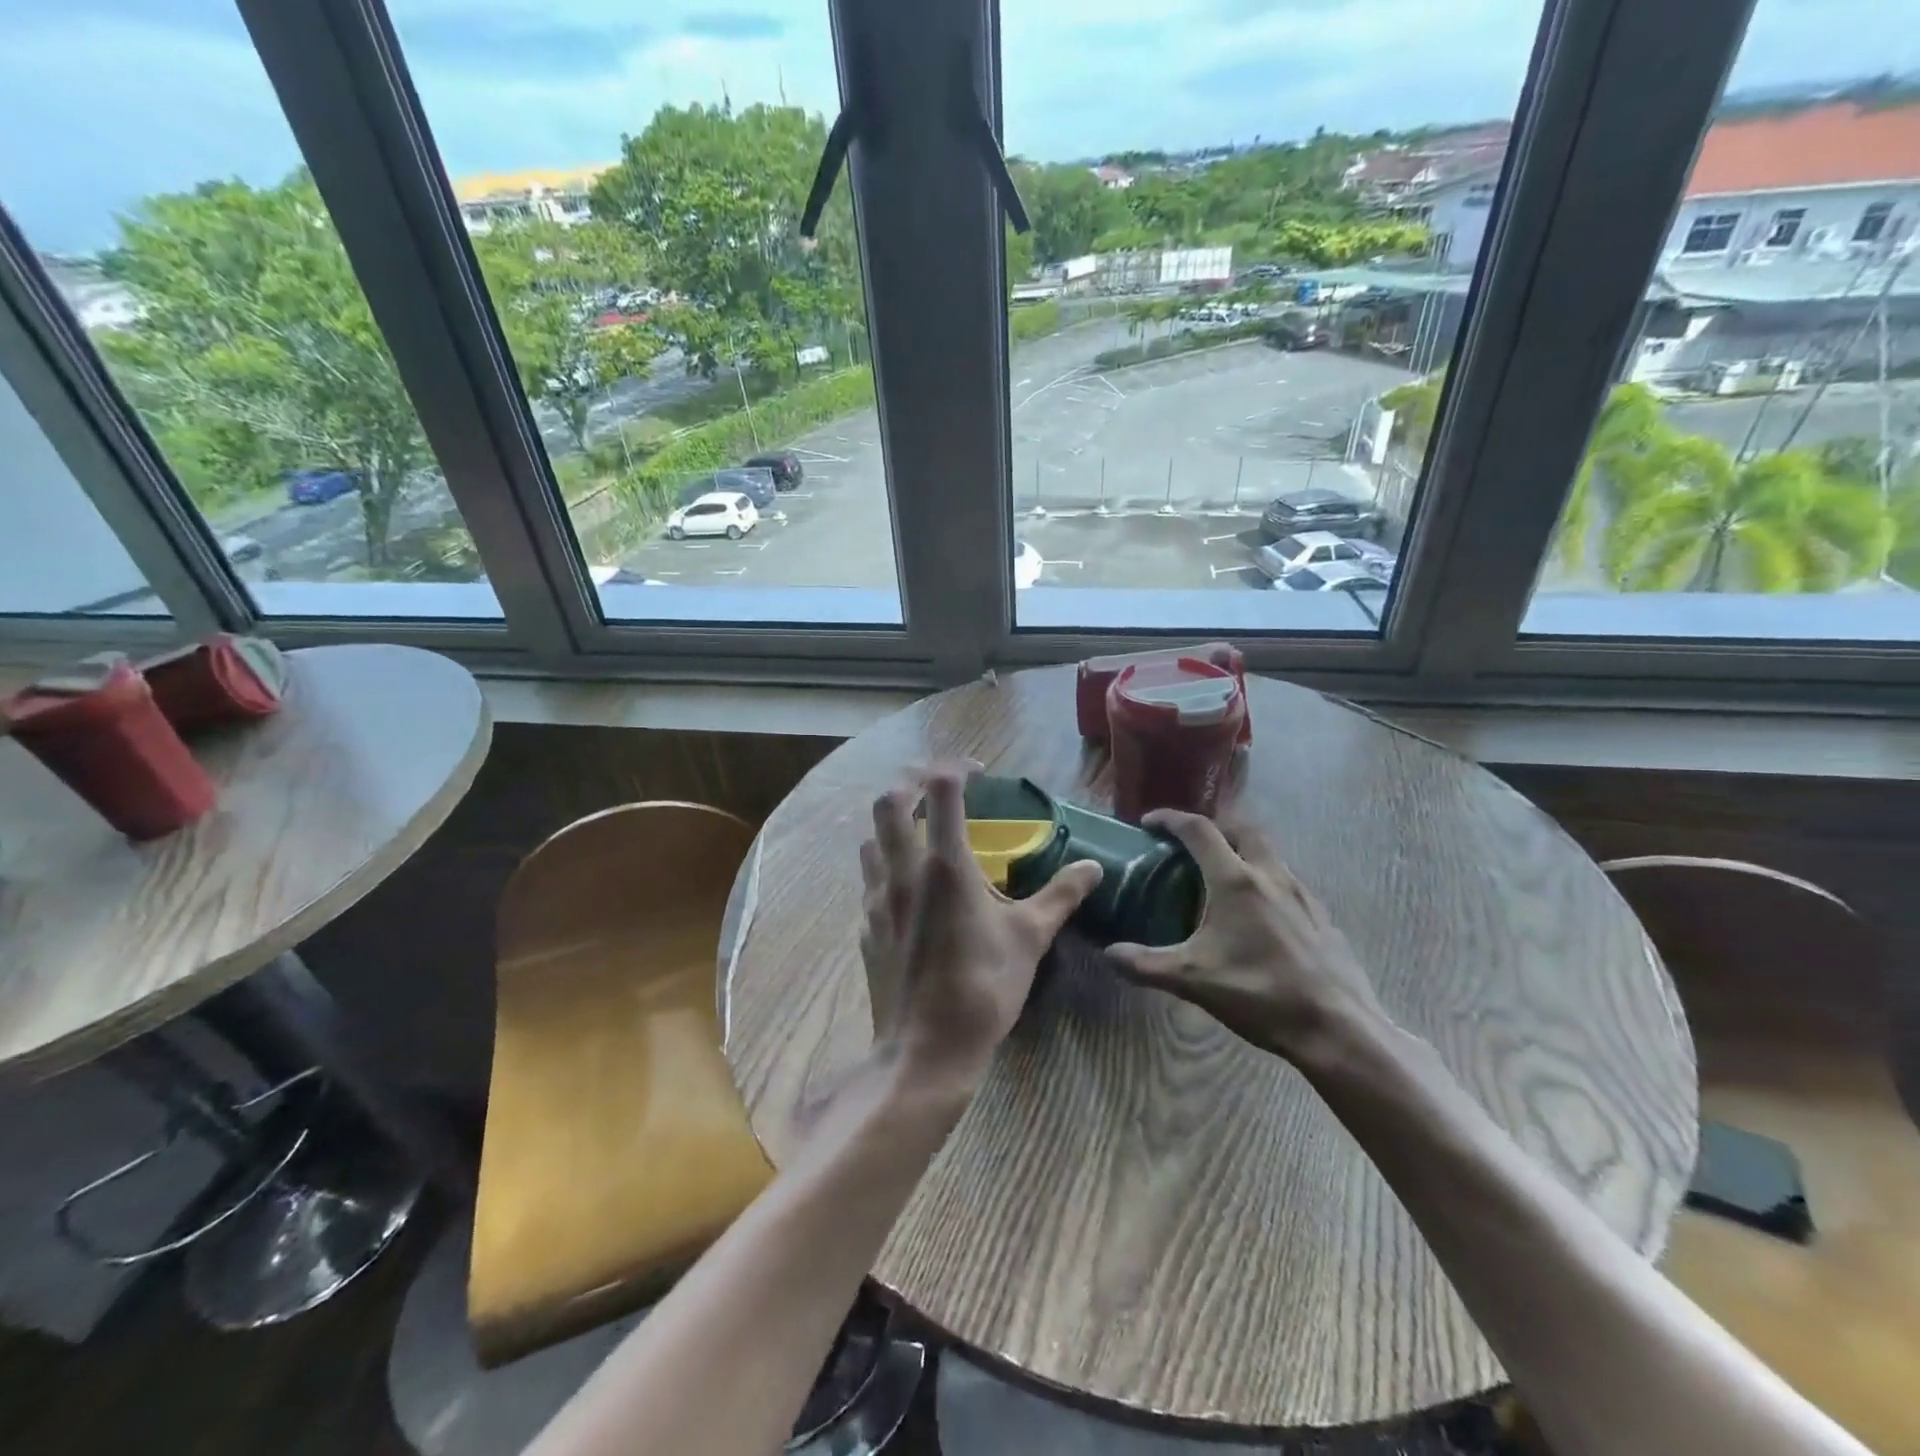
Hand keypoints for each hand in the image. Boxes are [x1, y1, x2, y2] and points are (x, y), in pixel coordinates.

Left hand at [859, 765, 1101, 1087]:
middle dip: (911, 782)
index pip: (940, 790)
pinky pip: (869, 878)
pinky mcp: (866, 925)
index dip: (956, 767)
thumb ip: (1061, 896)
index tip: (979, 772)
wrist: (926, 1049)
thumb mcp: (1030, 938)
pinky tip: (910, 886)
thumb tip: (1093, 868)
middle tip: (939, 788)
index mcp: (945, 866)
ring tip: (922, 832)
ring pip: (871, 837)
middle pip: (888, 801)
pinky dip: (886, 863)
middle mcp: (903, 871)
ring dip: (893, 823)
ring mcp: (877, 898)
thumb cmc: (983, 988)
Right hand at [1106, 809, 1386, 1060]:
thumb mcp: (1192, 981)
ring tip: (1221, 879)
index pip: (1199, 830)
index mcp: (1236, 881)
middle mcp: (1271, 875)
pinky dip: (1265, 882)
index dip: (1171, 819)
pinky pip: (1287, 883)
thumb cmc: (1260, 993)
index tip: (1149, 821)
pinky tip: (1258, 916)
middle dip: (1213, 827)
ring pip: (1269, 854)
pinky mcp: (1321, 917)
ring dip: (1242, 853)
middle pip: (1241, 828)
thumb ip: (1145, 964)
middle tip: (1190, 844)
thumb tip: (1108, 954)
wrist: (1337, 1027)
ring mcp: (1302, 894)